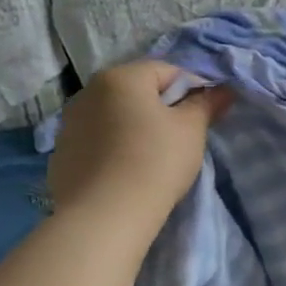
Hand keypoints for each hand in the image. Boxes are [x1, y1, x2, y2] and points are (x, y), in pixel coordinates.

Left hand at [47, 62, 227, 233]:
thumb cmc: (156, 161)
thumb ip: (206, 104)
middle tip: (183, 136)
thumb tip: (223, 90)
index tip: (205, 115)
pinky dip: (115, 147)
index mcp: (121, 77)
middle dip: (162, 107)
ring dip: (136, 127)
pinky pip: (98, 140)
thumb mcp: (192, 130)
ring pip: (115, 116)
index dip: (193, 89)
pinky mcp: (61, 153)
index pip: (167, 71)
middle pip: (138, 91)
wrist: (105, 214)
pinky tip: (127, 171)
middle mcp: (88, 91)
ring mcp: (69, 122)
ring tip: (154, 156)